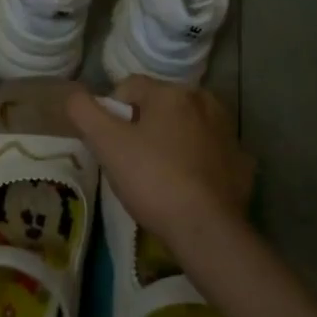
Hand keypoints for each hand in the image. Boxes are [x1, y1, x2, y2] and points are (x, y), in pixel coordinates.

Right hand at [66, 76, 252, 255]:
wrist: (206, 228)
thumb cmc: (152, 179)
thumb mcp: (106, 144)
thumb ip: (84, 112)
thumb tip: (74, 95)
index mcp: (172, 93)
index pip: (129, 87)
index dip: (112, 113)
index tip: (109, 145)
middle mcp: (205, 102)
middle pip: (160, 106)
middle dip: (144, 126)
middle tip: (132, 162)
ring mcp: (228, 132)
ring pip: (187, 127)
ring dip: (172, 141)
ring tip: (160, 176)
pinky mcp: (242, 162)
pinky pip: (211, 153)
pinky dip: (198, 162)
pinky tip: (188, 187)